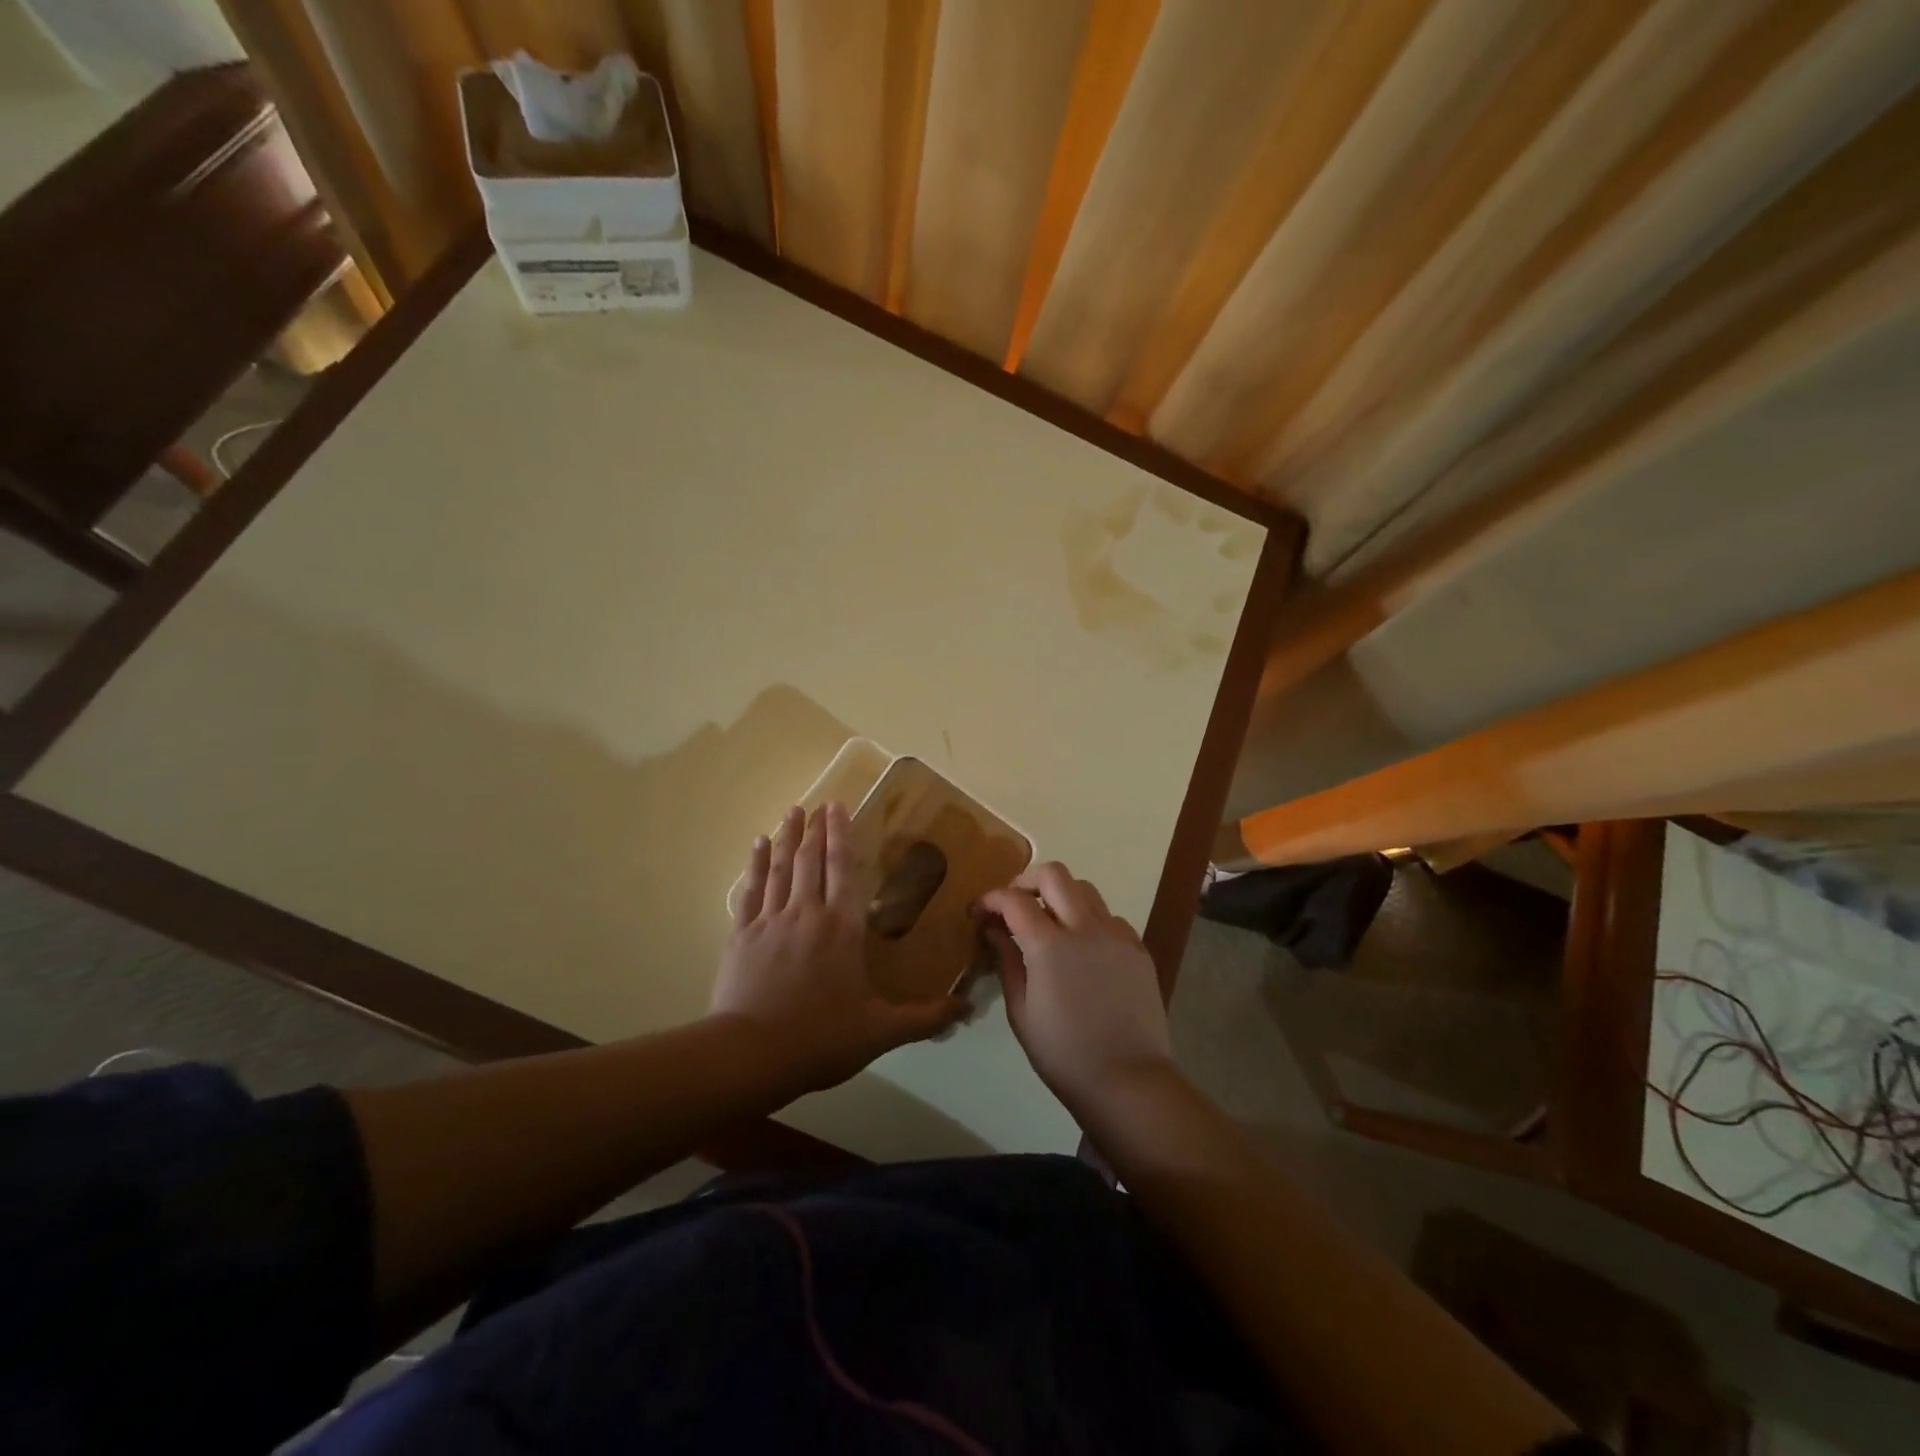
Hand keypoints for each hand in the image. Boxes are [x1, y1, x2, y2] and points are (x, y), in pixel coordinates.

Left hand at [712, 804, 966, 1092]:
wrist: (752, 1055)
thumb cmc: (821, 1038)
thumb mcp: (881, 1031)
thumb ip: (925, 1018)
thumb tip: (967, 1008)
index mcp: (842, 927)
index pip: (843, 869)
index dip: (841, 835)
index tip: (838, 806)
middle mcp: (807, 913)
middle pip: (811, 860)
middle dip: (816, 829)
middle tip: (817, 804)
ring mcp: (770, 921)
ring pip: (780, 868)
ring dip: (787, 837)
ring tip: (792, 812)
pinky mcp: (742, 936)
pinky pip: (750, 890)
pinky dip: (755, 865)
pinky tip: (757, 846)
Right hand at [978, 864, 1177, 1111]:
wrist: (1129, 1081)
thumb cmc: (1064, 1054)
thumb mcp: (1022, 1012)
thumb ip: (1007, 962)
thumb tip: (995, 930)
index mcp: (1050, 945)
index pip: (1014, 900)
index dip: (991, 898)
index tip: (979, 911)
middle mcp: (1085, 928)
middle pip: (1055, 874)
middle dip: (1027, 880)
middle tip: (1014, 903)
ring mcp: (1116, 935)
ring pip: (1085, 889)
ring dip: (1061, 895)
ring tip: (1048, 923)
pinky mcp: (1138, 949)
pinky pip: (1109, 917)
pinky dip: (1089, 919)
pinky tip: (1082, 948)